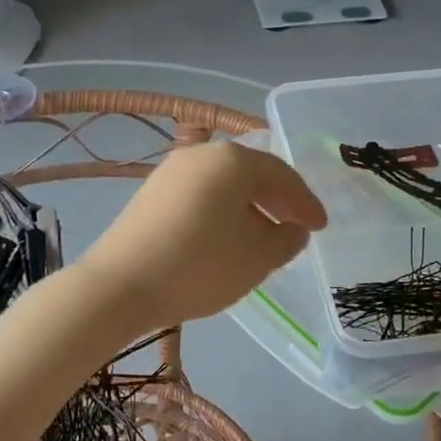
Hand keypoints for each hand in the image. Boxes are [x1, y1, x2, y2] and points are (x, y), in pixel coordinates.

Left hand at [75, 141, 326, 333]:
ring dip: (248, 207)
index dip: (305, 202)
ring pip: (223, 184)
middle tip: (296, 227)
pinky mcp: (150, 192)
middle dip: (277, 201)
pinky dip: (220, 211)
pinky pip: (200, 195)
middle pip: (251, 173)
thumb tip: (293, 229)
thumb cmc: (200, 267)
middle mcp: (202, 154)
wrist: (120, 285)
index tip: (320, 227)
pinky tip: (224, 239)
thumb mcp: (257, 258)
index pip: (283, 175)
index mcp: (234, 160)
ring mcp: (171, 171)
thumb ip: (287, 240)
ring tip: (262, 236)